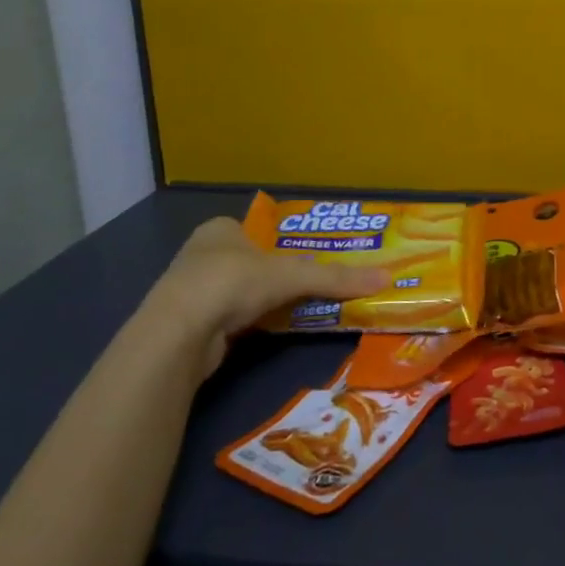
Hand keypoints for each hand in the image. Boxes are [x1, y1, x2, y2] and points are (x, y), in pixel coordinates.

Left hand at [137, 218, 387, 377]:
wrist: (178, 335)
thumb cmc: (232, 283)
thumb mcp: (293, 276)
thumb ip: (337, 278)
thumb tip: (386, 278)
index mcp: (220, 229)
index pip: (255, 229)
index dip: (281, 242)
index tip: (306, 256)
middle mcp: (201, 254)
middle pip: (249, 261)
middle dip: (274, 273)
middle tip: (309, 282)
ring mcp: (190, 291)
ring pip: (237, 291)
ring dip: (260, 300)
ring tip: (294, 307)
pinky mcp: (187, 325)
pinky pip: (227, 318)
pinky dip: (247, 323)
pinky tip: (266, 330)